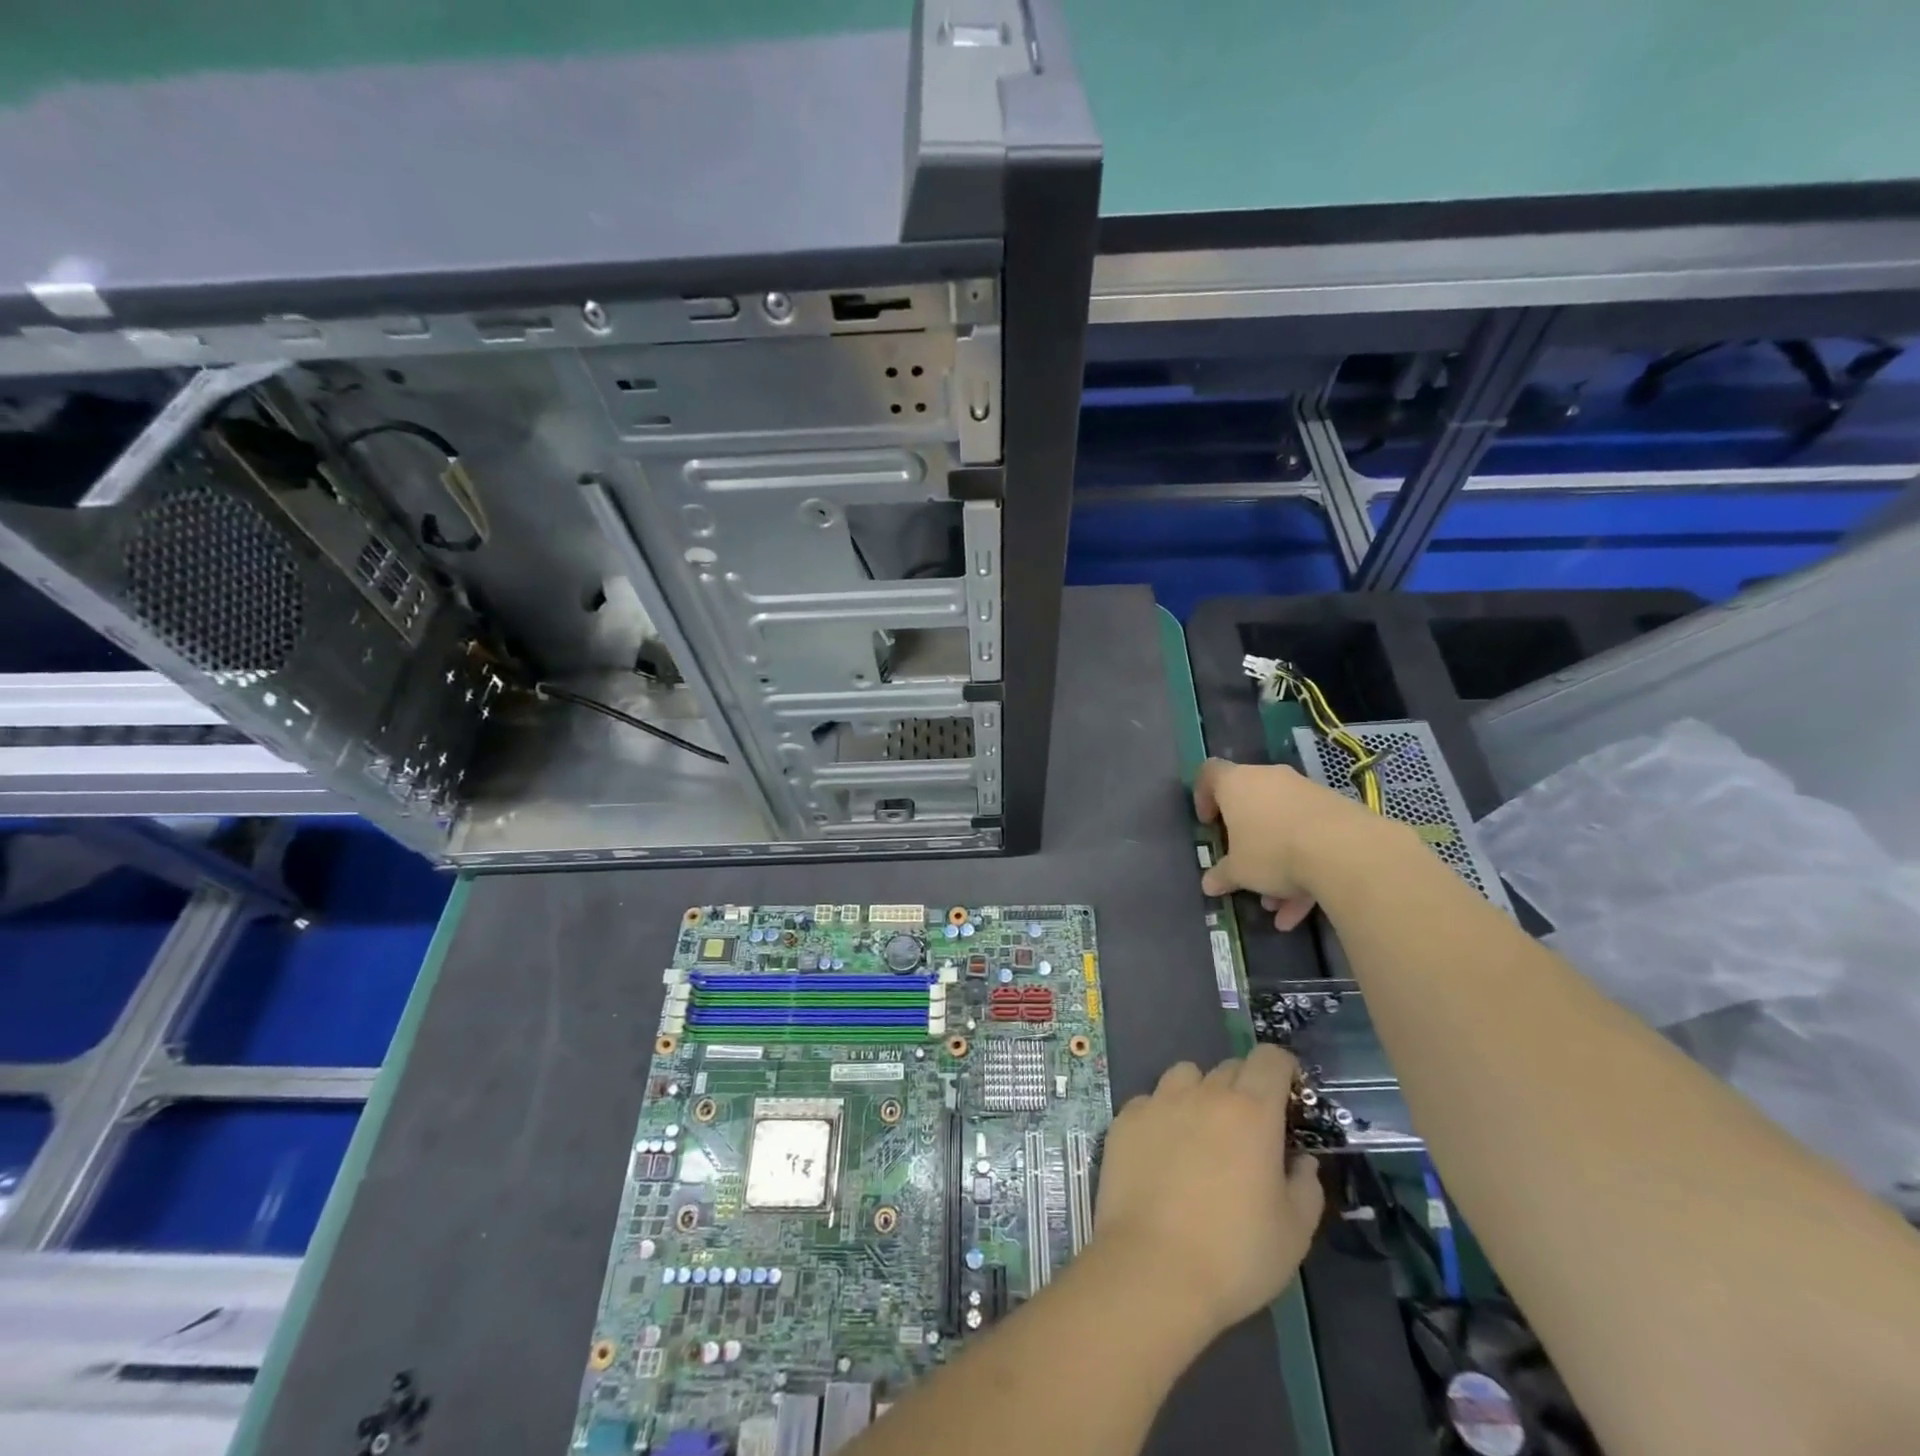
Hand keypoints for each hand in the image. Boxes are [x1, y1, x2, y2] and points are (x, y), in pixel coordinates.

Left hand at [1093, 1045, 1323, 1336]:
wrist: (1152, 1269)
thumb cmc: (1235, 1254)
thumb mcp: (1294, 1231)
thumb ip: (1305, 1185)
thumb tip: (1300, 1160)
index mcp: (1251, 1111)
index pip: (1270, 1058)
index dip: (1283, 1069)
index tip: (1288, 1096)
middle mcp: (1203, 1093)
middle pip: (1230, 1067)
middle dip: (1246, 1089)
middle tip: (1249, 1131)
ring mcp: (1158, 1102)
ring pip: (1186, 1076)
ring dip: (1201, 1093)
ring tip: (1202, 1135)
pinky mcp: (1125, 1119)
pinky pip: (1150, 1101)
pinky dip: (1163, 1116)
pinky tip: (1162, 1154)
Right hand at [1194, 758, 1381, 930]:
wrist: (1345, 850)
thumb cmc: (1272, 851)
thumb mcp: (1239, 871)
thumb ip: (1222, 875)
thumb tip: (1209, 884)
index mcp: (1237, 784)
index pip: (1211, 774)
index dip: (1204, 796)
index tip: (1208, 824)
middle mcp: (1270, 779)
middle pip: (1251, 804)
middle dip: (1246, 840)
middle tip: (1242, 866)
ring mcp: (1305, 793)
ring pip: (1283, 826)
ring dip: (1277, 863)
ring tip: (1275, 903)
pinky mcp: (1336, 810)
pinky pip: (1310, 836)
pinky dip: (1303, 868)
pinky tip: (1301, 909)